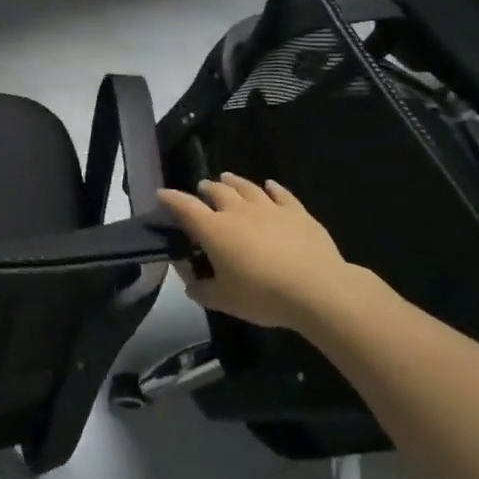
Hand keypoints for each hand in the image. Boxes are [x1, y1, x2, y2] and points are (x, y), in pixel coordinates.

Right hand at [156, 174, 386, 330]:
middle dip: (206, 188)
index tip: (161, 193)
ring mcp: (269, 208)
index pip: (186, 208)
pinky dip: (272, 188)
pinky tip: (269, 185)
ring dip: (233, 181)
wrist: (317, 289)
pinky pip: (281, 194)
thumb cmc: (263, 295)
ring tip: (226, 178)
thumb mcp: (224, 300)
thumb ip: (203, 290)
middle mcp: (238, 211)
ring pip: (246, 187)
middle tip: (203, 189)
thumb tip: (192, 284)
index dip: (171, 199)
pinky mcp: (297, 212)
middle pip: (217, 191)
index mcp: (215, 230)